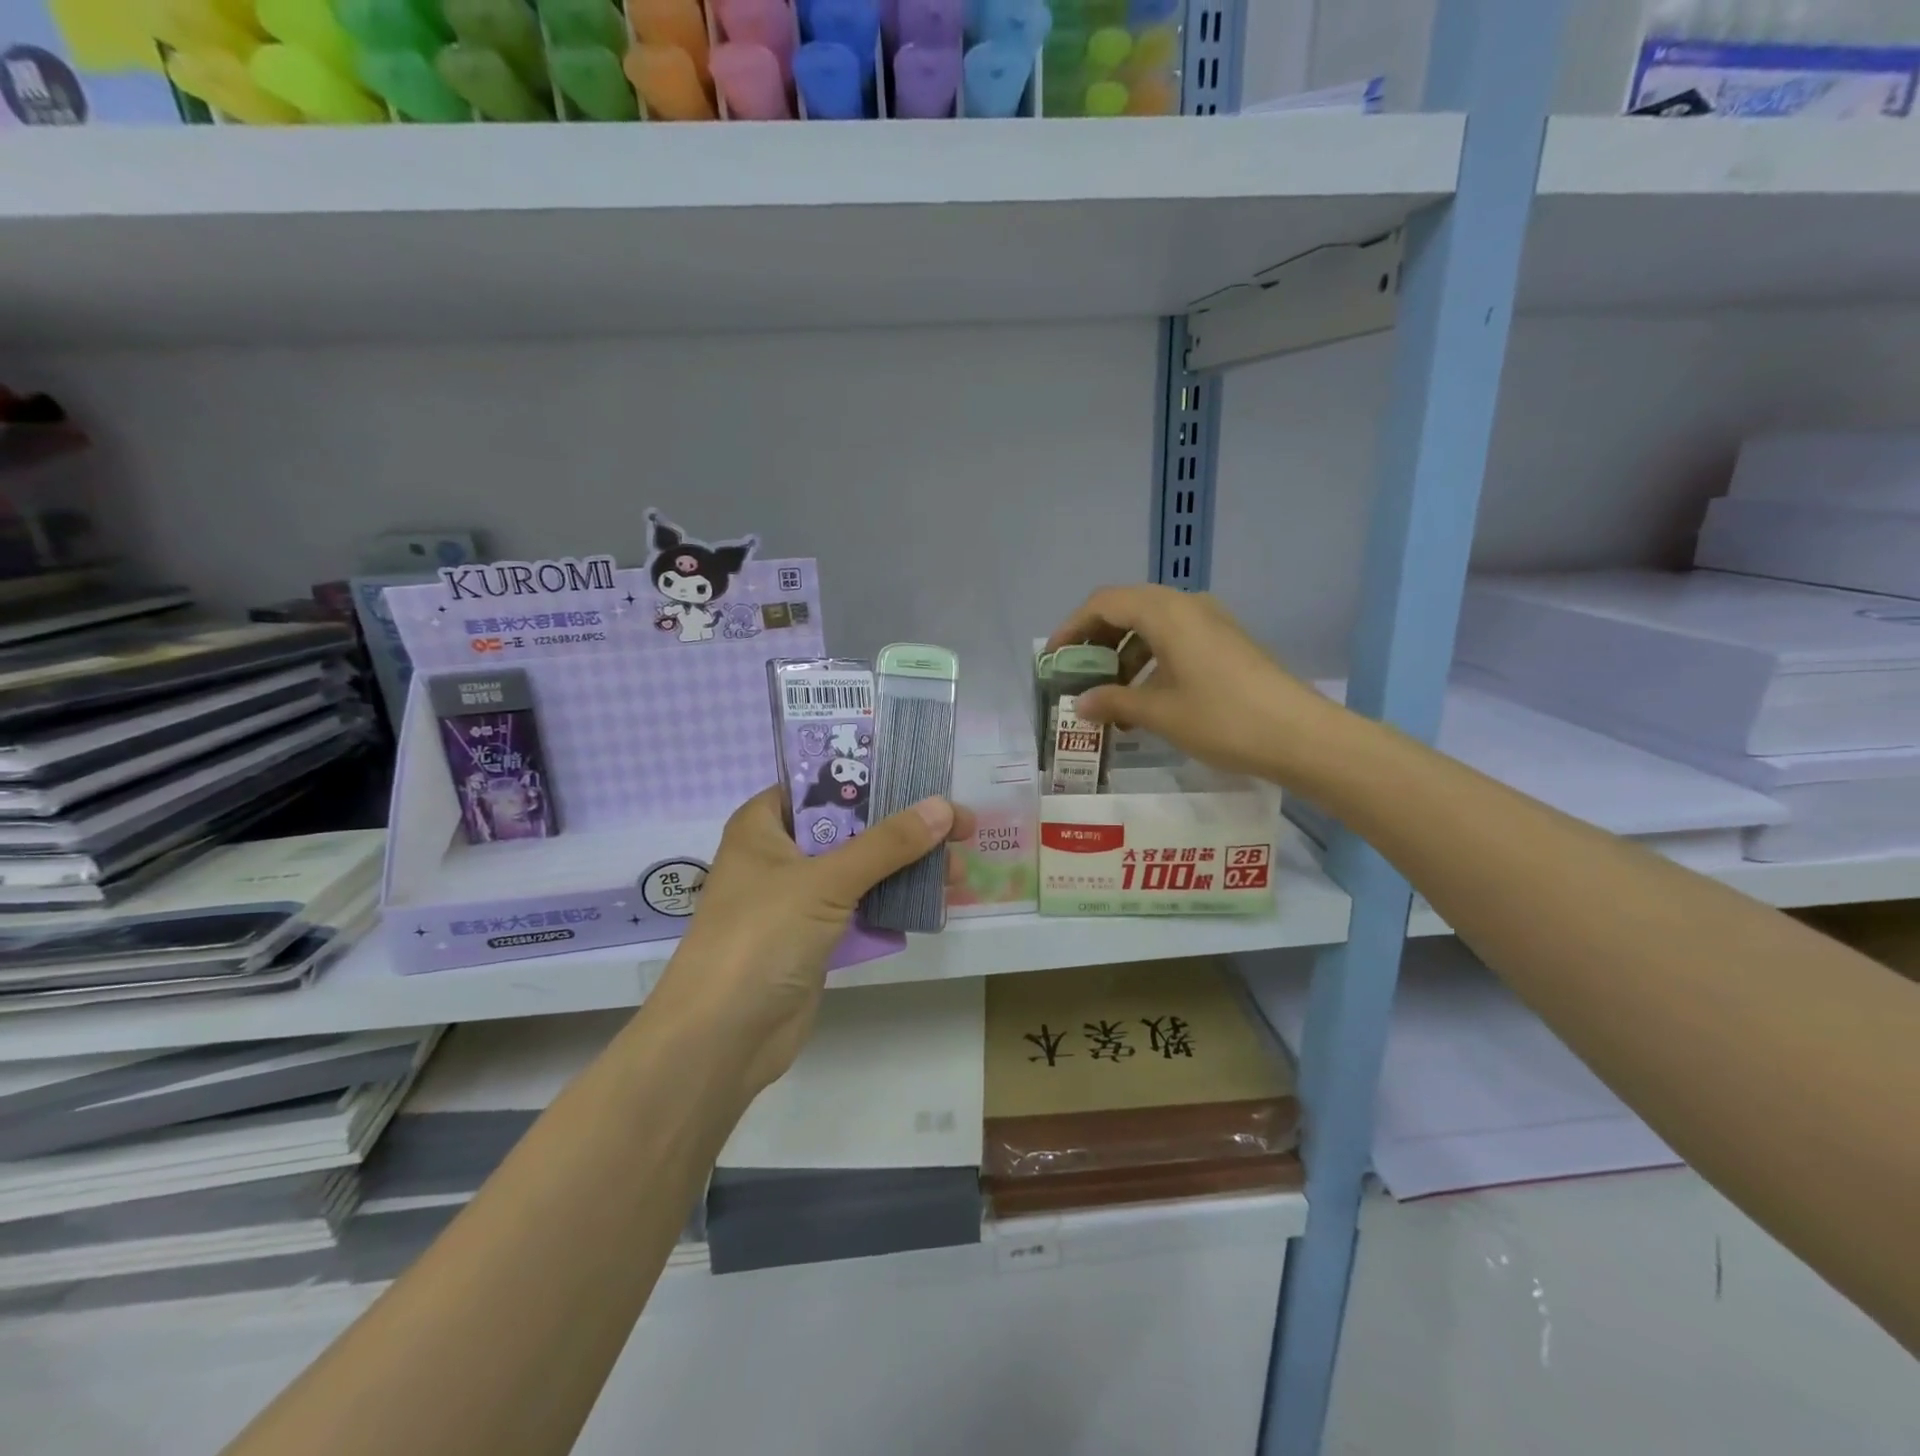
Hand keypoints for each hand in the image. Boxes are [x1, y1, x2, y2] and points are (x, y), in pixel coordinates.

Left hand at [650, 788, 973, 1100]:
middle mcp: (780, 854)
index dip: (873, 777)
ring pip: (861, 868)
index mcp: (764, 824)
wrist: (723, 1039)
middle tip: (960, 827)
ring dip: (907, 867)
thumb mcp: (826, 881)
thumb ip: (887, 843)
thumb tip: (944, 806)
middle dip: (904, 827)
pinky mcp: (815, 936)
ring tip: (957, 871)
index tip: (924, 777)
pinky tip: (933, 900)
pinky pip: (861, 906)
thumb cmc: (762, 938)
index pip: (822, 782)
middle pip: (850, 825)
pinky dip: (894, 901)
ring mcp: (797, 898)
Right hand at [1045, 585, 1339, 784]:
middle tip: (1076, 673)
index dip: (1072, 628)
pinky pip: (1174, 639)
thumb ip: (1114, 702)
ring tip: (1107, 694)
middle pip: (1127, 608)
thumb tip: (1080, 703)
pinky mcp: (1226, 643)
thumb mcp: (1159, 713)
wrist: (1301, 736)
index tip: (1053, 659)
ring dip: (1123, 654)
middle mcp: (1188, 606)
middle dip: (1096, 639)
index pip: (1104, 603)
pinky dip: (1150, 660)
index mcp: (1166, 612)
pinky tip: (1144, 697)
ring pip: (1151, 625)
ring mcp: (1211, 622)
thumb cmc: (1222, 719)